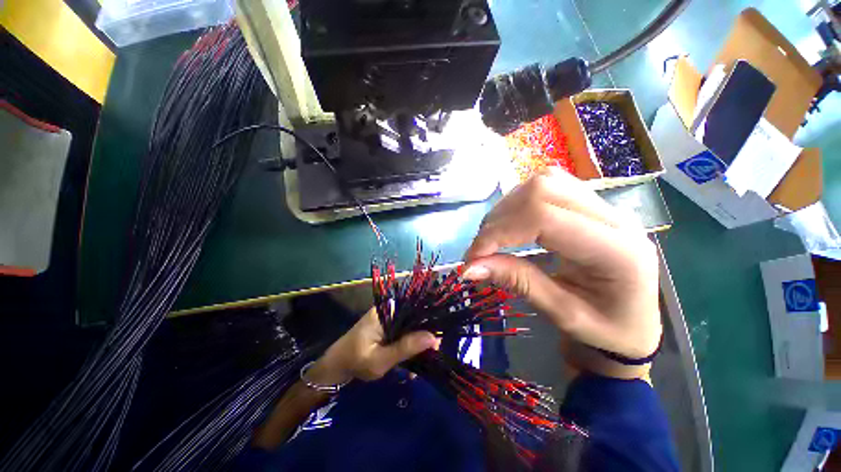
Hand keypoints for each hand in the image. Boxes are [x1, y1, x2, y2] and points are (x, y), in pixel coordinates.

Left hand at [306, 307, 438, 384]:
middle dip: (423, 338)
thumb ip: (406, 348)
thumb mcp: (381, 359)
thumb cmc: (355, 361)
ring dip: (416, 344)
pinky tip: (412, 362)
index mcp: (387, 311)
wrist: (335, 366)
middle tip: (431, 357)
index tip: (436, 344)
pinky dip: (408, 345)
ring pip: (410, 327)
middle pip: (414, 319)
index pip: (414, 310)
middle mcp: (389, 310)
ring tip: (423, 363)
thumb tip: (433, 338)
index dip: (428, 325)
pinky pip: (403, 332)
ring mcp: (387, 318)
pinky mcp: (386, 327)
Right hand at [463, 169, 660, 373]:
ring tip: (494, 237)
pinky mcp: (590, 205)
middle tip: (482, 249)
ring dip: (508, 207)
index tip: (473, 257)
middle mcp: (615, 218)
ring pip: (544, 181)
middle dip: (499, 218)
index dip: (499, 233)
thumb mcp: (562, 314)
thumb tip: (469, 268)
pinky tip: (513, 224)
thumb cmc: (605, 330)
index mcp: (617, 251)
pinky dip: (520, 202)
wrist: (632, 324)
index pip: (544, 218)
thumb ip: (518, 282)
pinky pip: (549, 186)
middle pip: (542, 189)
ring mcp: (604, 206)